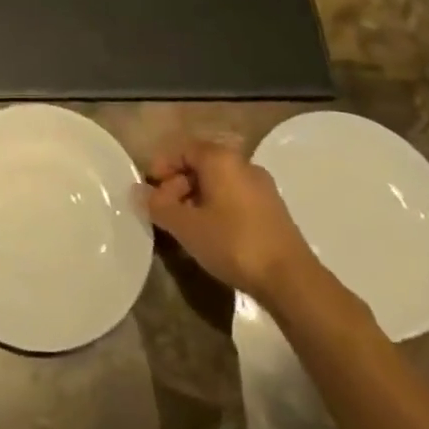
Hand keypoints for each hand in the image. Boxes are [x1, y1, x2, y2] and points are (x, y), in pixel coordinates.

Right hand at [141, 138, 315, 297]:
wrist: (291, 279)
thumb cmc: (233, 242)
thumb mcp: (186, 226)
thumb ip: (158, 206)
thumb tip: (137, 191)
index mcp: (220, 158)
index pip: (182, 148)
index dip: (161, 166)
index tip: (150, 191)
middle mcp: (242, 163)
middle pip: (200, 165)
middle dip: (177, 186)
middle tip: (164, 213)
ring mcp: (261, 186)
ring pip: (218, 183)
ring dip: (195, 200)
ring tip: (185, 228)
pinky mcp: (272, 209)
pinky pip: (234, 198)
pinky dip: (216, 209)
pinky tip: (211, 236)